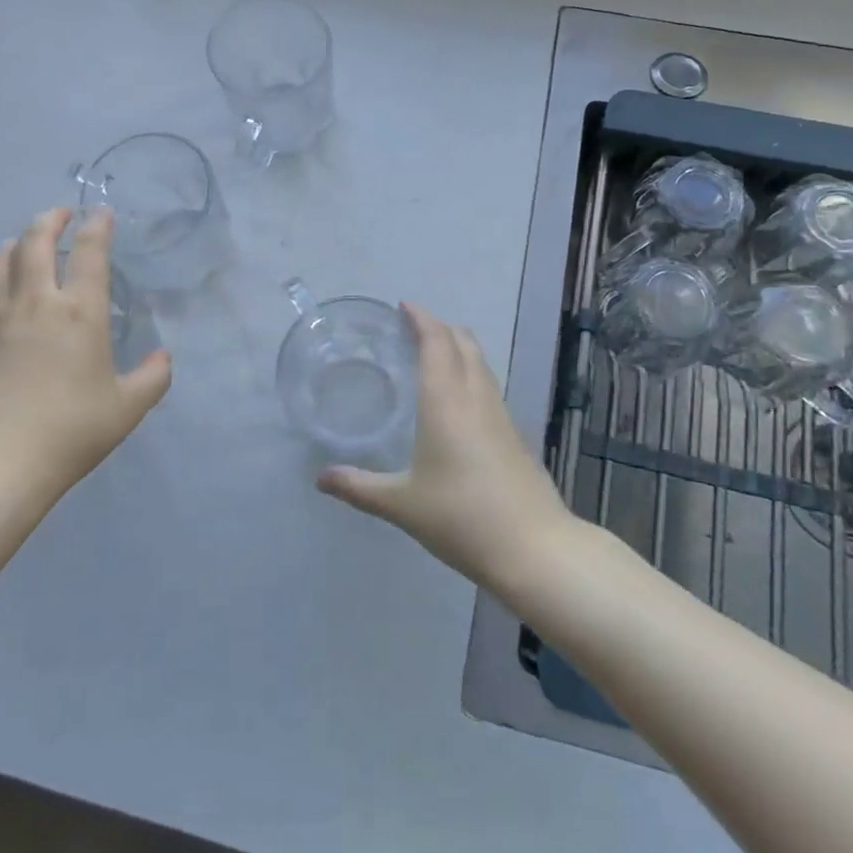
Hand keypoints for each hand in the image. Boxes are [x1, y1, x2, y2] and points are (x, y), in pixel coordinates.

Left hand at [0, 207, 171, 500]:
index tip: (101, 213)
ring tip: (23, 243)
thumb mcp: (127, 409)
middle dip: (50, 220)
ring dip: (15, 244)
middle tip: (60, 215)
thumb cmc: (70, 432)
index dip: (97, 225)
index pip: (90, 252)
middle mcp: (35, 302)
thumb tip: (163, 356)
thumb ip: (153, 377)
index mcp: (80, 313)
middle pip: (36, 241)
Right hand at [316, 303, 575, 590]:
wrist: (533, 547)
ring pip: (481, 362)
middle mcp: (475, 397)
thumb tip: (320, 479)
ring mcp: (500, 414)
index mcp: (445, 401)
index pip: (437, 341)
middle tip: (413, 327)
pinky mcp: (514, 434)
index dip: (422, 318)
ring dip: (458, 346)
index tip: (404, 305)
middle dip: (440, 326)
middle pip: (464, 342)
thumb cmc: (460, 517)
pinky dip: (470, 371)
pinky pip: (488, 384)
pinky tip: (458, 398)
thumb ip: (358, 487)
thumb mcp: (401, 504)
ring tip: (434, 353)